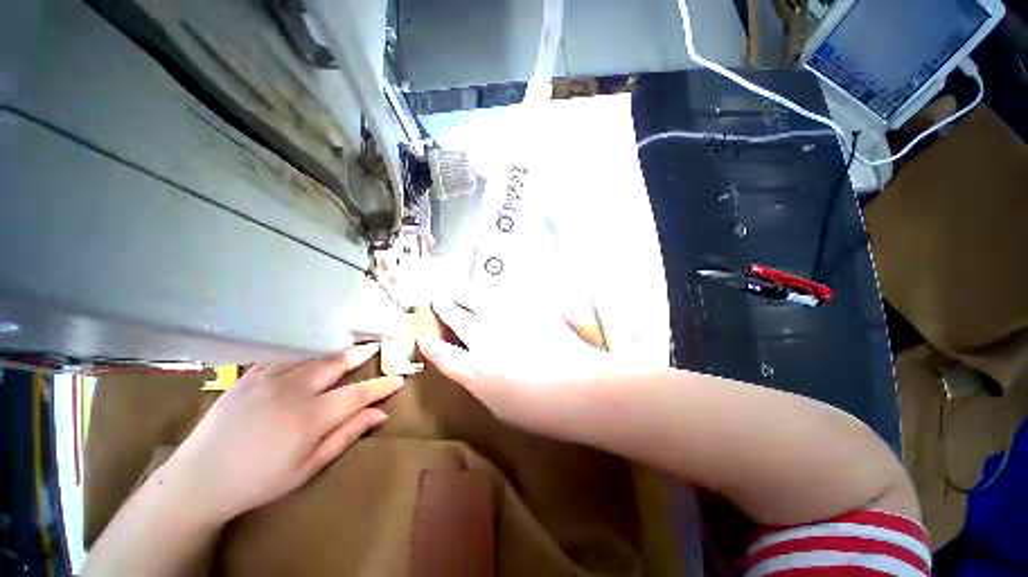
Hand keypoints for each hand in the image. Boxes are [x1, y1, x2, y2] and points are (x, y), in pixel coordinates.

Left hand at [161, 344, 401, 523]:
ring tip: (352, 341)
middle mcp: (293, 390)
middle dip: (362, 353)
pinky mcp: (250, 374)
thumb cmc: (259, 481)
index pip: (359, 393)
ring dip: (337, 346)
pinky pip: (285, 354)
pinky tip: (313, 348)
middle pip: (338, 362)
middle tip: (378, 346)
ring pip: (314, 353)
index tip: (398, 379)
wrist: (200, 478)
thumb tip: (380, 414)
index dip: (382, 385)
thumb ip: (346, 435)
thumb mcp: (308, 467)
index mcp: (310, 417)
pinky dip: (306, 349)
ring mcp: (269, 378)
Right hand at [417, 298, 626, 433]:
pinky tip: (494, 290)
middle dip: (444, 307)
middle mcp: (483, 339)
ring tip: (460, 289)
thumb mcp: (500, 407)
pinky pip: (505, 295)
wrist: (577, 387)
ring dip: (466, 294)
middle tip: (439, 297)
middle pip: (456, 317)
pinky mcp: (527, 308)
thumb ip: (483, 384)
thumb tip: (477, 370)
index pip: (443, 355)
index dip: (430, 345)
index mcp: (474, 370)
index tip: (424, 336)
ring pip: (477, 299)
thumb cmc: (540, 411)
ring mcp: (506, 320)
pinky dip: (496, 292)